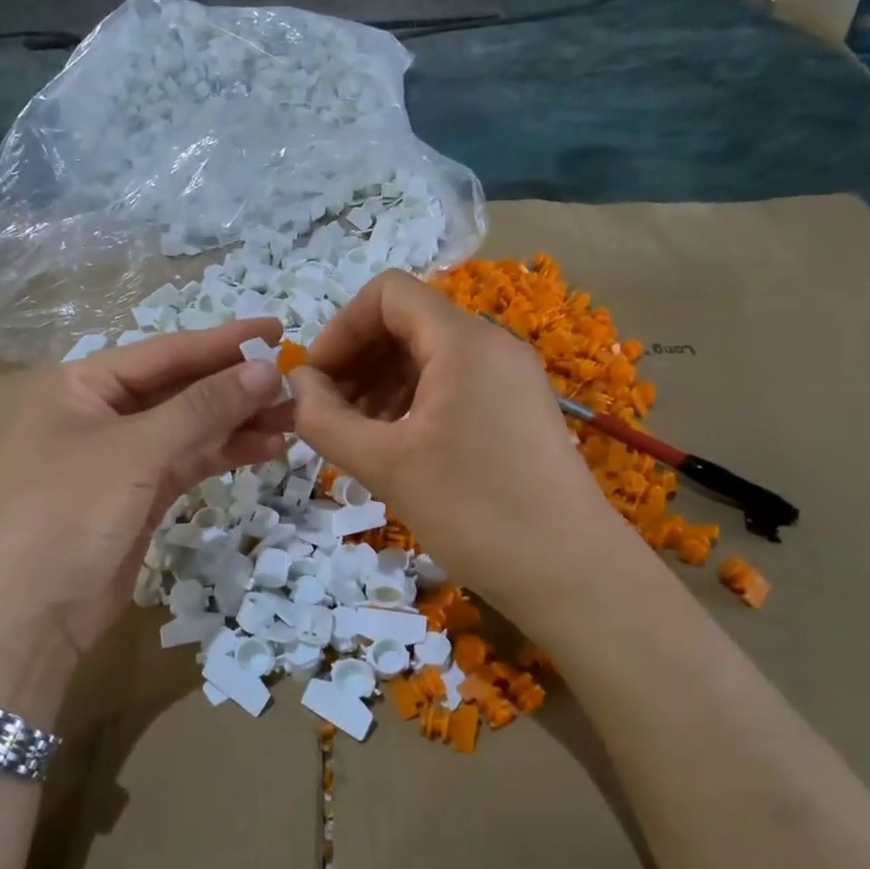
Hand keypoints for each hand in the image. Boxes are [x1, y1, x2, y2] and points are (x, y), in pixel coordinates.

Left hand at [0, 319, 293, 697]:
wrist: (23, 619)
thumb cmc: (66, 512)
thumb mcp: (134, 451)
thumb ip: (202, 408)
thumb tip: (266, 369)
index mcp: (83, 383)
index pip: (166, 351)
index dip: (225, 341)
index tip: (279, 329)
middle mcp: (103, 412)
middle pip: (182, 388)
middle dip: (237, 386)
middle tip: (296, 382)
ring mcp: (123, 456)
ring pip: (192, 427)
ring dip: (240, 422)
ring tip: (295, 417)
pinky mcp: (141, 495)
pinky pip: (191, 462)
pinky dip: (226, 454)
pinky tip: (268, 447)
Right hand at [288, 272, 622, 611]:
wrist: (572, 574)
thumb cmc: (474, 511)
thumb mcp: (386, 465)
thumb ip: (325, 419)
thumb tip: (297, 385)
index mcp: (463, 341)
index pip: (387, 294)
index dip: (340, 328)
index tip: (316, 381)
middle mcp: (491, 345)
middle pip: (407, 322)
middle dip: (357, 359)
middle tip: (328, 413)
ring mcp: (510, 377)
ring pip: (428, 355)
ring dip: (381, 383)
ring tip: (357, 435)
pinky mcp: (517, 409)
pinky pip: (453, 383)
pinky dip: (413, 401)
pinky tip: (396, 445)